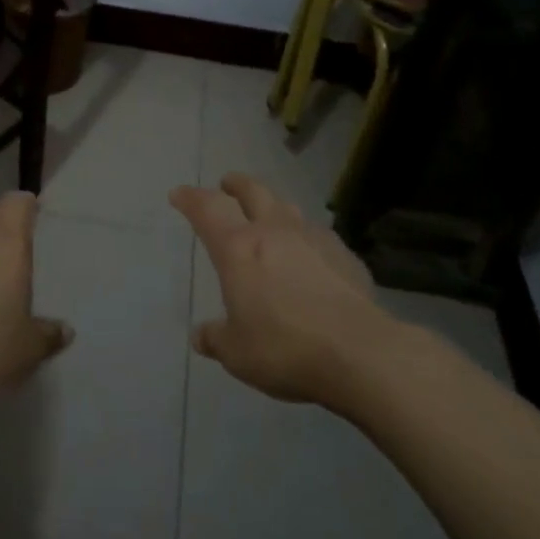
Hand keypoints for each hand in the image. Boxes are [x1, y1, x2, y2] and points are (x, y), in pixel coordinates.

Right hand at [172, 173, 391, 406]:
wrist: (361, 353)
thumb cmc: (285, 349)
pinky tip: (310, 255)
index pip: (207, 209)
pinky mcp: (344, 255)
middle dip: (235, 184)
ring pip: (287, 207)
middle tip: (226, 185)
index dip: (190, 198)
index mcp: (238, 249)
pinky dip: (305, 237)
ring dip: (272, 206)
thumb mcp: (237, 353)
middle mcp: (273, 232)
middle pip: (252, 191)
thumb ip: (216, 338)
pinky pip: (318, 235)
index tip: (179, 194)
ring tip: (268, 215)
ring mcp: (313, 239)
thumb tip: (201, 336)